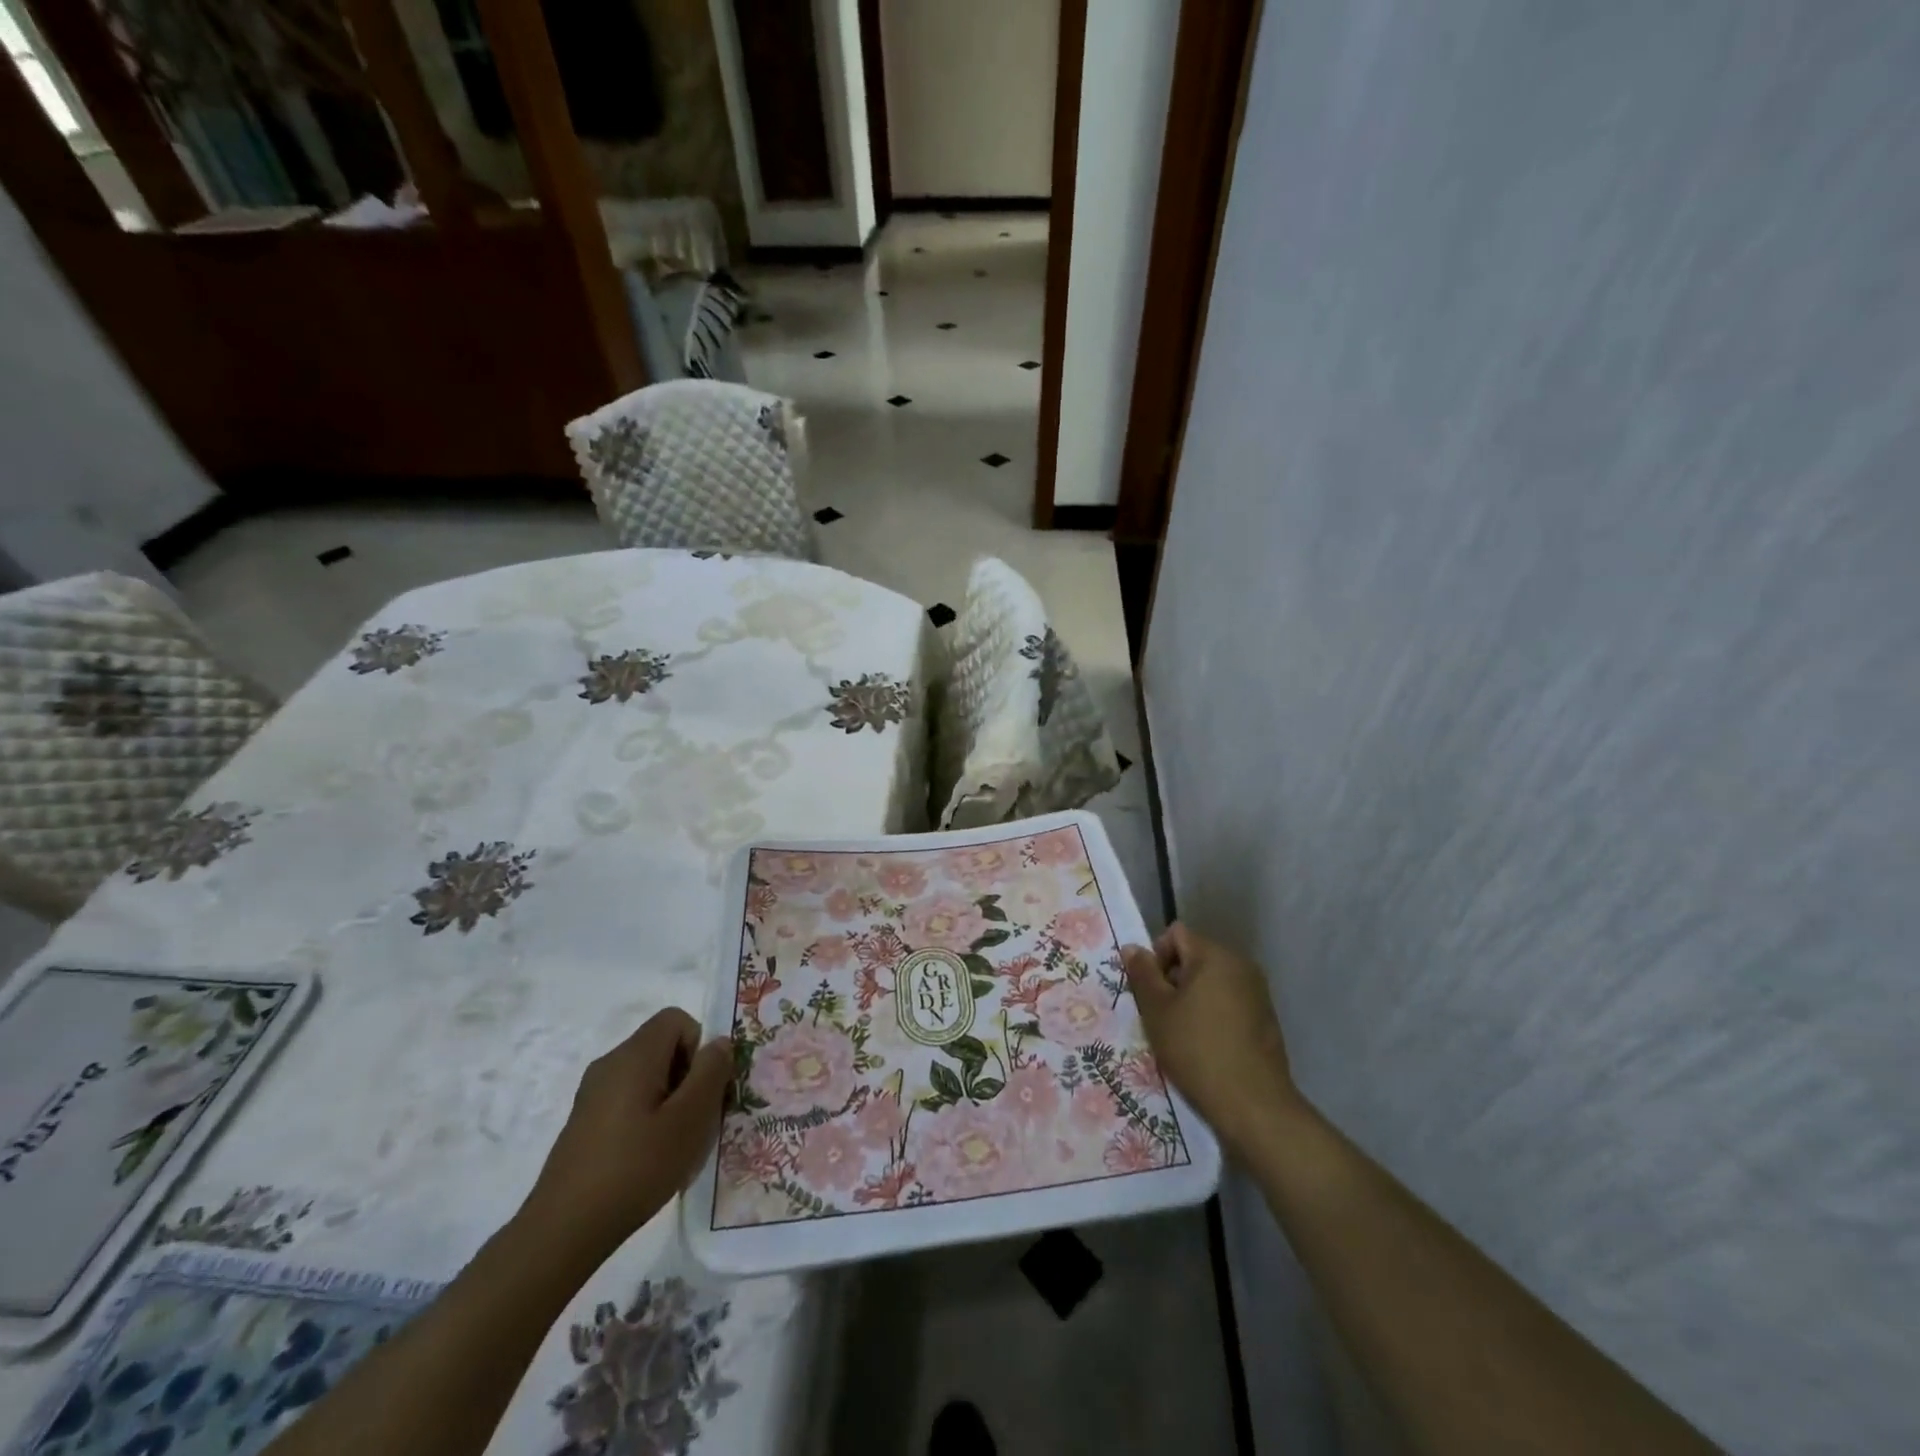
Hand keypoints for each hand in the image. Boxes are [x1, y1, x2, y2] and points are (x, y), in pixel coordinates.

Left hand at [520, 1010, 730, 1258]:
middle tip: (695, 1122)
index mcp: (634, 1055)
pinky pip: (628, 1100)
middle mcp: (610, 1064)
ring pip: (647, 1076)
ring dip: (670, 1101)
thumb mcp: (690, 1119)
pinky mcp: (584, 1122)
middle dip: (688, 1076)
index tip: (701, 1090)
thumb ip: (711, 1072)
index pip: (677, 1019)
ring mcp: (592, 1094)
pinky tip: (647, 1160)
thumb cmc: (636, 1167)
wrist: (563, 1231)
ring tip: (673, 1146)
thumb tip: (719, 1043)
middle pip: (663, 1047)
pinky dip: (647, 1118)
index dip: (699, 1047)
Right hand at [1121, 924, 1300, 1154]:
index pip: (1176, 934)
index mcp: (1215, 956)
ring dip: (1192, 998)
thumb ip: (1142, 973)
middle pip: (1194, 956)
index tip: (1151, 993)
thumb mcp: (1157, 1011)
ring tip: (1181, 1033)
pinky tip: (1206, 1046)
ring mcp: (1257, 992)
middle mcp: (1241, 965)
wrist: (1254, 1105)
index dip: (1156, 957)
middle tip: (1161, 1015)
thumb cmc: (1197, 1050)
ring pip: (1211, 981)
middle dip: (1173, 979)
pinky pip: (1229, 1001)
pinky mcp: (1265, 1018)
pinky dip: (1212, 1014)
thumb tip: (1132, 947)